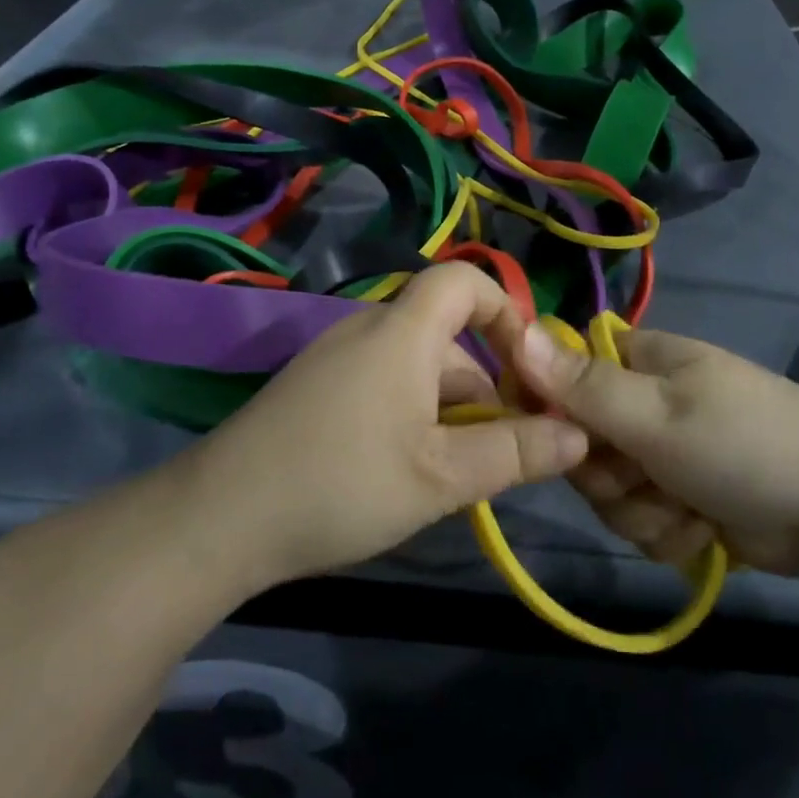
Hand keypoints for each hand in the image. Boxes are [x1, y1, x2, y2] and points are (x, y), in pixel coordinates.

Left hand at [194, 264, 588, 589]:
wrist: (219, 517)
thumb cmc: (343, 483)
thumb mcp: (442, 476)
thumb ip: (515, 451)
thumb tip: (579, 432)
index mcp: (402, 331)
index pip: (463, 280)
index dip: (505, 308)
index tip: (529, 366)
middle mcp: (368, 329)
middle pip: (444, 335)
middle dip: (484, 383)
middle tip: (502, 448)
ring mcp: (335, 357)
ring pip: (414, 365)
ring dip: (447, 407)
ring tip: (455, 473)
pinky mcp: (313, 387)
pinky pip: (381, 381)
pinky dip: (410, 413)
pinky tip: (404, 471)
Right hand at [514, 324, 798, 578]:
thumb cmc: (746, 445)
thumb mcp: (658, 416)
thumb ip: (584, 386)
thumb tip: (518, 331)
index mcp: (643, 361)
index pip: (567, 373)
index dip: (555, 408)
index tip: (565, 440)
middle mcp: (648, 402)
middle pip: (583, 443)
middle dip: (608, 477)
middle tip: (645, 479)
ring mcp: (667, 453)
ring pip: (610, 491)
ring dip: (642, 512)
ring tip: (688, 511)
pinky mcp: (685, 499)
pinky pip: (642, 520)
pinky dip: (669, 533)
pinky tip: (704, 532)